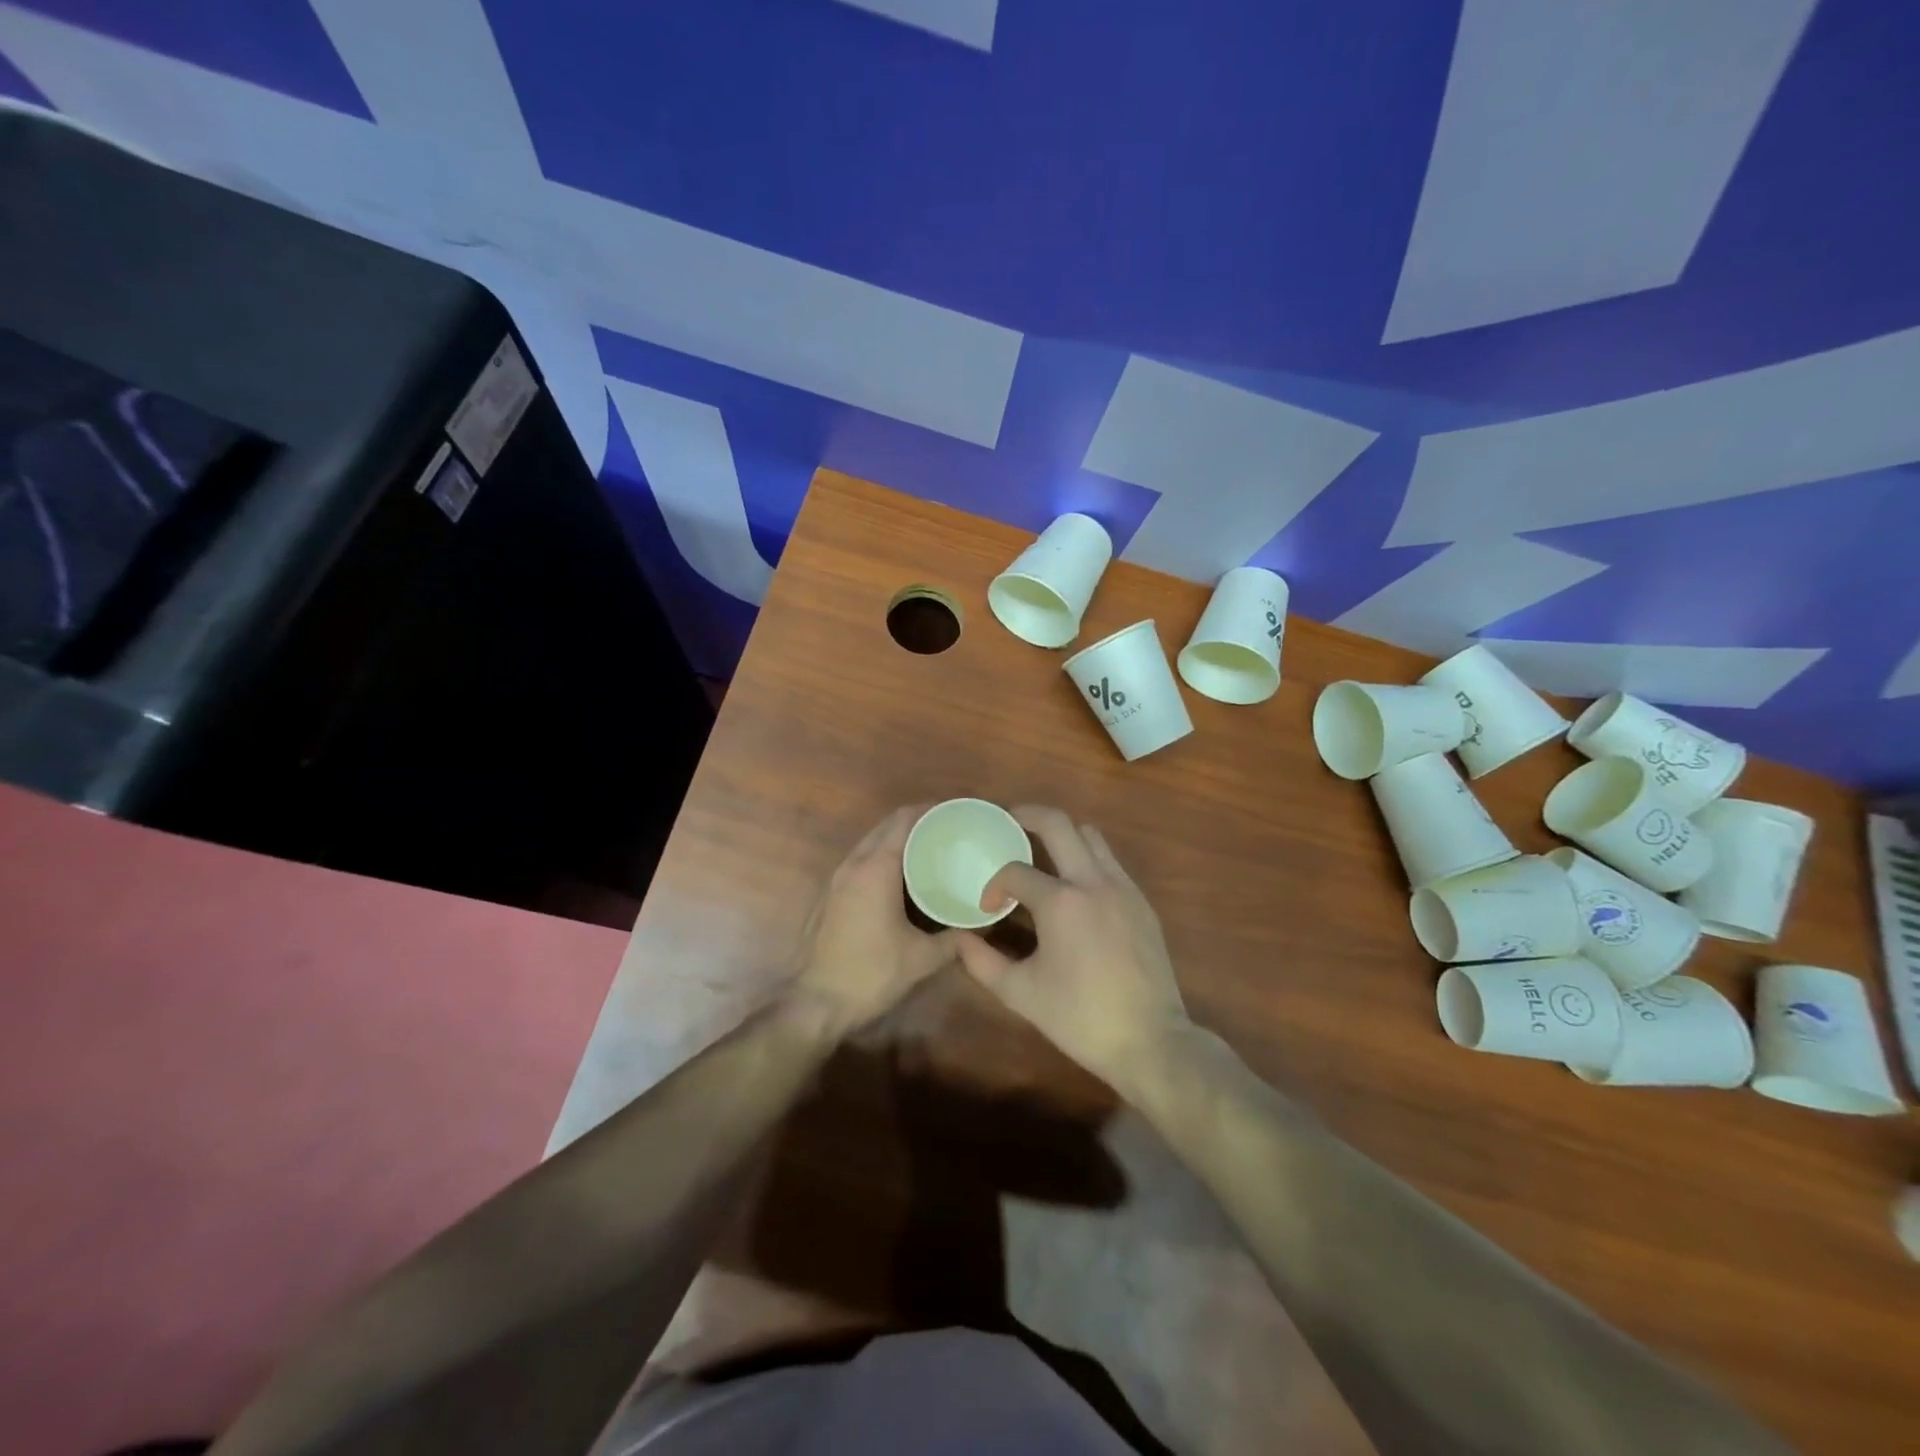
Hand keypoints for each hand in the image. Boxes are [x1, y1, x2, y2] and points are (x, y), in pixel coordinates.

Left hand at [788, 806, 957, 1033]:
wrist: (816, 1003)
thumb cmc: (871, 974)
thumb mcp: (922, 958)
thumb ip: (956, 937)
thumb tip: (985, 922)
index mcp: (876, 869)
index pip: (905, 821)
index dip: (932, 811)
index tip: (958, 813)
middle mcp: (854, 864)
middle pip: (887, 825)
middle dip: (918, 821)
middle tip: (950, 830)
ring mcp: (838, 878)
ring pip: (872, 841)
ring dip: (899, 838)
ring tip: (932, 848)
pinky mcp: (831, 894)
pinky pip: (862, 860)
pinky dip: (884, 856)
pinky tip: (904, 876)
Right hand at [955, 806, 1189, 1092]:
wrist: (1150, 1040)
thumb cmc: (1080, 1018)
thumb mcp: (1021, 994)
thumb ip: (982, 962)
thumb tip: (960, 938)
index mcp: (1061, 902)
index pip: (1015, 872)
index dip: (994, 885)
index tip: (988, 907)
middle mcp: (1093, 881)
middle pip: (1058, 823)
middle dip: (1027, 815)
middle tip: (1007, 822)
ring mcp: (1123, 888)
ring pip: (1090, 836)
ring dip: (1062, 835)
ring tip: (1042, 852)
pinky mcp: (1141, 902)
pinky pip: (1110, 861)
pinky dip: (1087, 858)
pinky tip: (1076, 887)